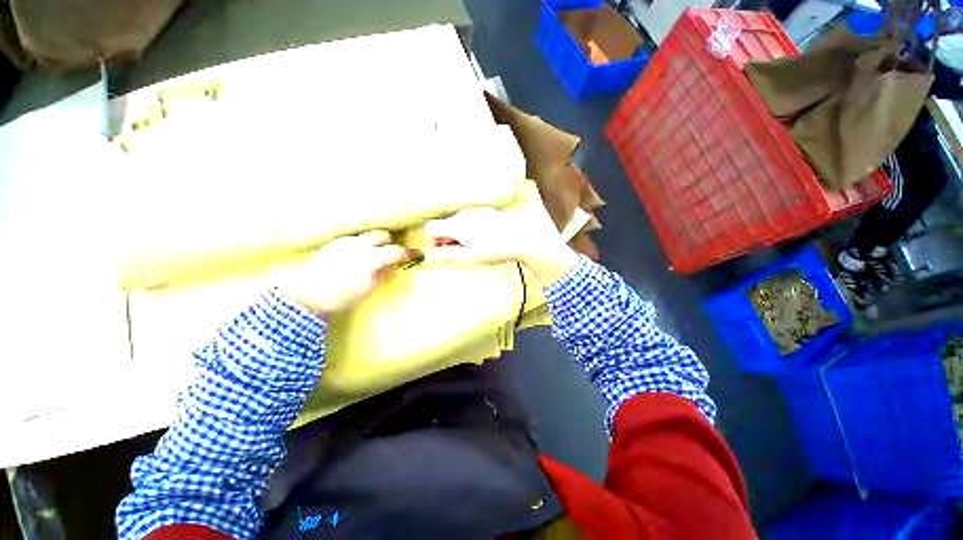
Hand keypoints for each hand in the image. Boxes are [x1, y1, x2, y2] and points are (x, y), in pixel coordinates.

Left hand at [277, 230, 407, 314]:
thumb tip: (395, 265)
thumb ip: (384, 273)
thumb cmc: (341, 296)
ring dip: (373, 243)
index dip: (408, 253)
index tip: (417, 254)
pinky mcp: (333, 243)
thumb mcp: (368, 288)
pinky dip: (360, 245)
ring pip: (366, 236)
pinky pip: (353, 240)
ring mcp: (344, 242)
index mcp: (369, 259)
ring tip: (371, 256)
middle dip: (389, 242)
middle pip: (381, 235)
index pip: (395, 251)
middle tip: (390, 254)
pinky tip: (355, 257)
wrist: (307, 296)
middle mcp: (358, 245)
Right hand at [424, 206, 579, 285]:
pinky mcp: (488, 212)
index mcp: (457, 226)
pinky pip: (471, 219)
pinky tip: (484, 238)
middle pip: (445, 225)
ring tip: (474, 246)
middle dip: (447, 239)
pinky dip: (471, 229)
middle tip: (459, 252)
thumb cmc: (496, 250)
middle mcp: (465, 215)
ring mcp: (477, 211)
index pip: (431, 228)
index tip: (441, 251)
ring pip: (458, 222)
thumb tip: (430, 257)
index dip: (432, 241)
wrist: (523, 239)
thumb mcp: (470, 257)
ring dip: (459, 234)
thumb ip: (447, 256)